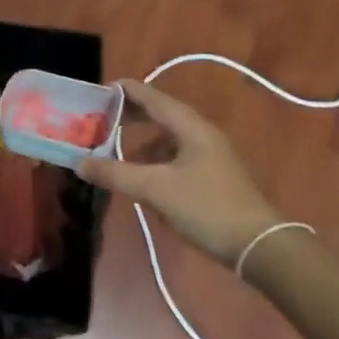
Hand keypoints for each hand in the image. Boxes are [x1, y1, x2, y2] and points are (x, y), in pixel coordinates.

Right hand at [76, 80, 278, 265]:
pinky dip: (154, 160)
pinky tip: (142, 180)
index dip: (121, 91)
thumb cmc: (207, 207)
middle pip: (158, 113)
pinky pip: (175, 156)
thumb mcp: (155, 189)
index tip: (93, 92)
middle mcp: (200, 132)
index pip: (149, 95)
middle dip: (127, 116)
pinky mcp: (212, 175)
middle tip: (97, 120)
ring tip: (114, 153)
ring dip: (140, 141)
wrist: (261, 247)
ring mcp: (209, 154)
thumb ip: (115, 174)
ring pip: (167, 137)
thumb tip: (78, 162)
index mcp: (189, 126)